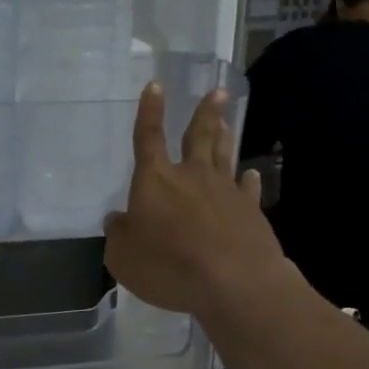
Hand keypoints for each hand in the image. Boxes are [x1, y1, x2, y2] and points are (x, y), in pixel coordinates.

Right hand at [103, 84, 287, 316]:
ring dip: (224, 136)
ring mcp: (225, 192)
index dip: (150, 112)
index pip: (148, 138)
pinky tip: (250, 174)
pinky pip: (248, 189)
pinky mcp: (251, 212)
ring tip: (227, 119)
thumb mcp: (123, 257)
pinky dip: (248, 180)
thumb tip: (118, 219)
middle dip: (205, 112)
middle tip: (218, 91)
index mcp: (155, 180)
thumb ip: (118, 234)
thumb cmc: (168, 266)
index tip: (156, 86)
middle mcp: (191, 176)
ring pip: (224, 155)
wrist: (233, 282)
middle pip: (198, 136)